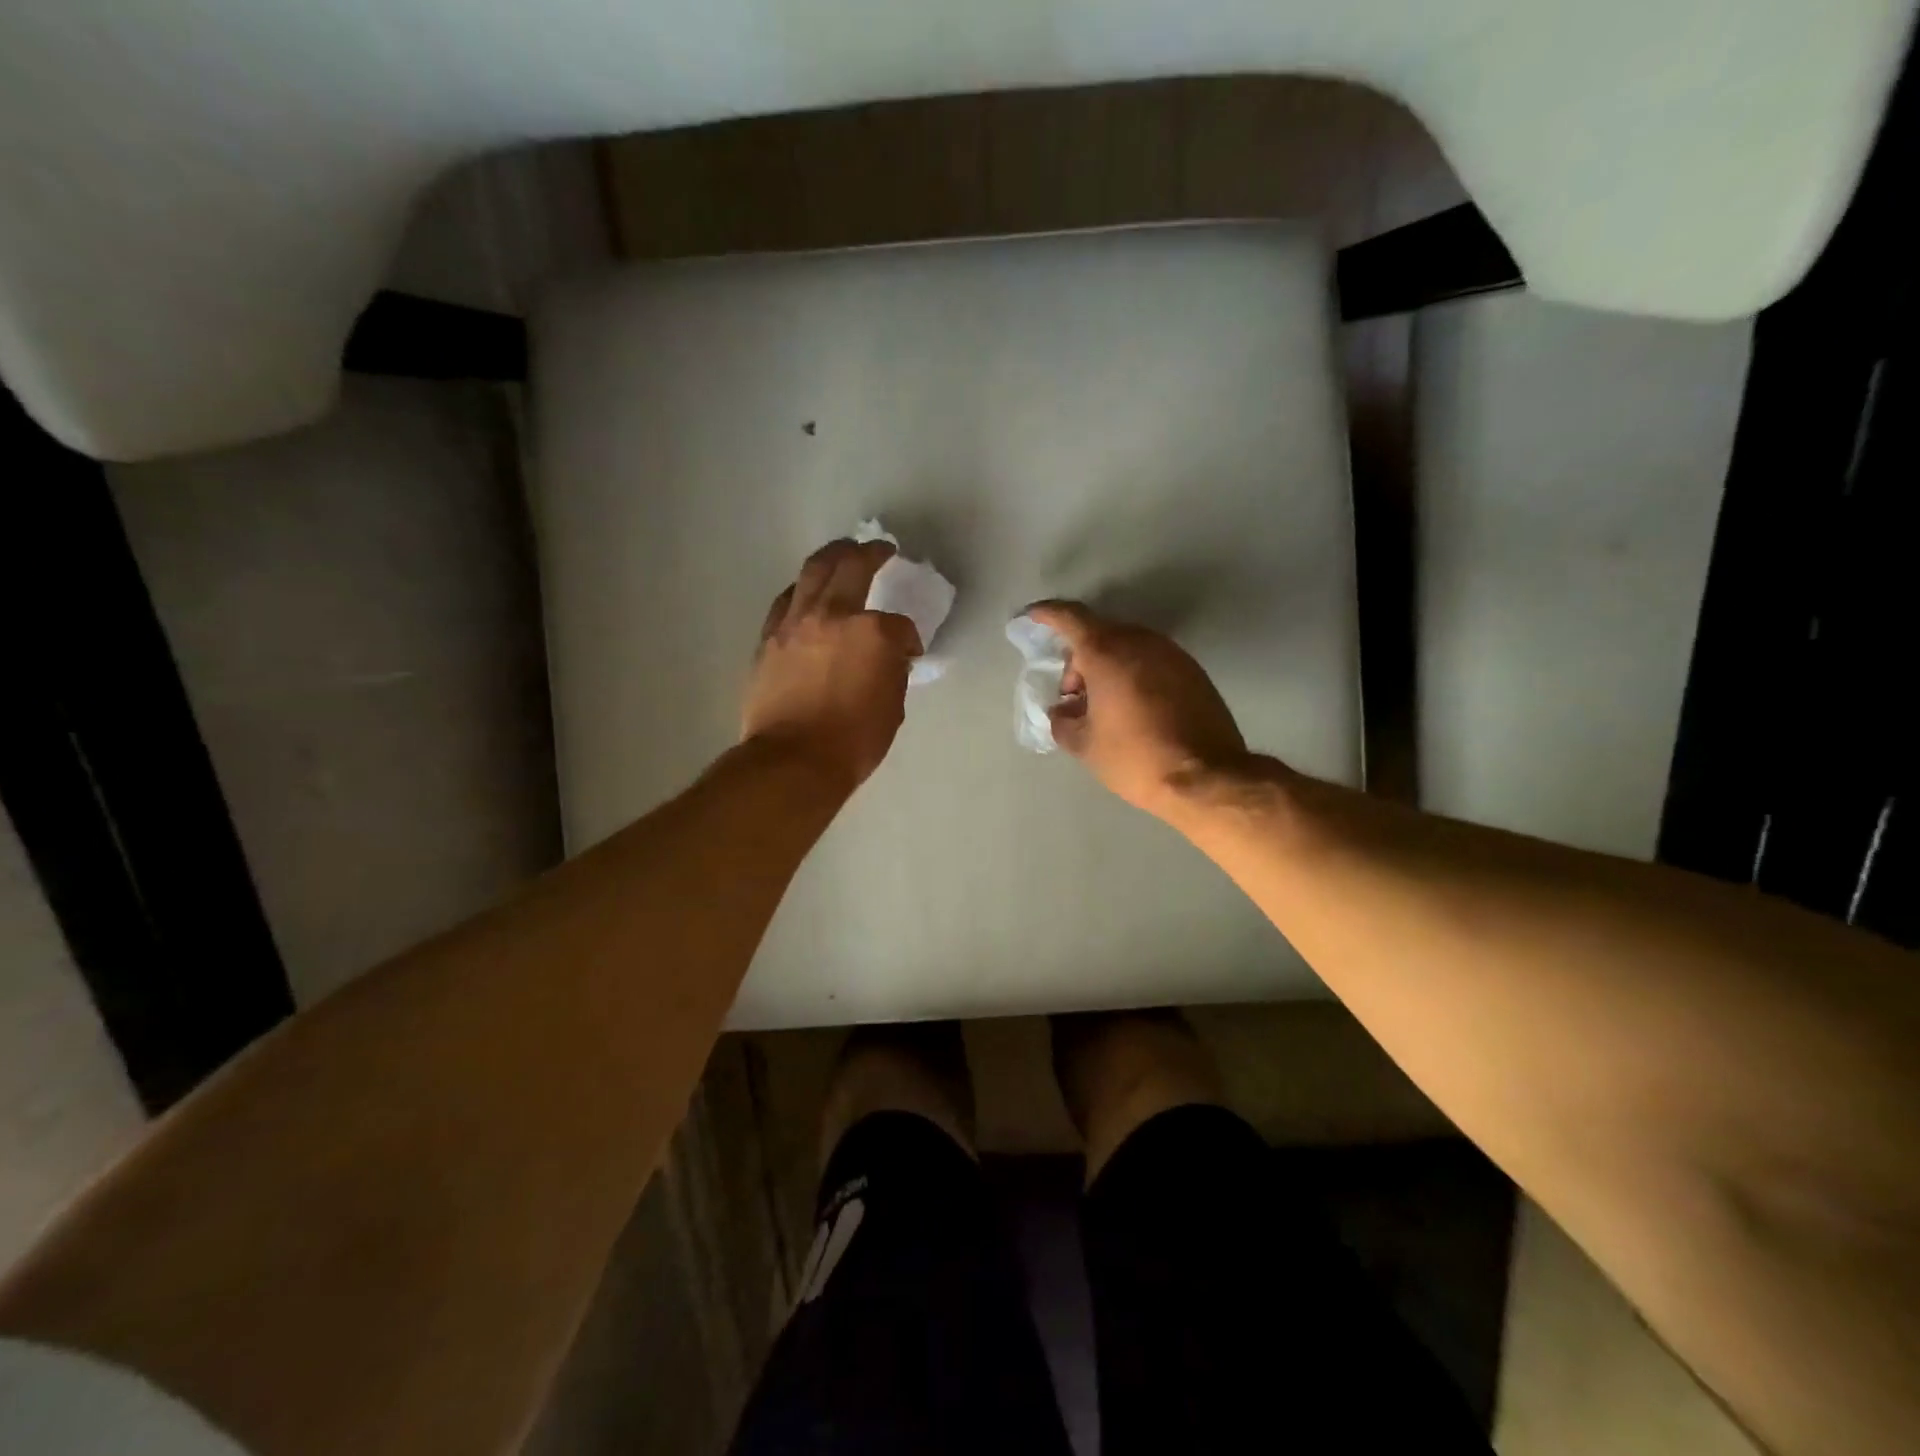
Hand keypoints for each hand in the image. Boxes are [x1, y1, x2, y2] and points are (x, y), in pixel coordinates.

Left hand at [744, 540, 922, 789]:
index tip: (910, 651)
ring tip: (840, 554)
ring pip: (812, 572)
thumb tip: (889, 658)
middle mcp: (832, 615)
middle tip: (878, 549)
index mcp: (871, 633)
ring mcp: (795, 623)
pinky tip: (807, 593)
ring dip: (831, 558)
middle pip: (851, 567)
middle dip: (869, 553)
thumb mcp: (892, 707)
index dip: (909, 637)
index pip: (899, 625)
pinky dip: (802, 590)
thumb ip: (892, 671)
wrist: (793, 761)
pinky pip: (787, 600)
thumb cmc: (852, 742)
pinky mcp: (769, 639)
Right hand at [1025, 601, 1248, 816]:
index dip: (1047, 614)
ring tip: (1101, 707)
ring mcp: (1172, 654)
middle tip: (1072, 696)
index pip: (1070, 617)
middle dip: (1079, 659)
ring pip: (1127, 647)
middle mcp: (1141, 642)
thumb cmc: (1135, 757)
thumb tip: (1063, 711)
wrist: (1207, 778)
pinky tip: (1131, 710)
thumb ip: (1062, 721)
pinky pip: (1151, 662)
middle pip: (1100, 634)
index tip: (1031, 617)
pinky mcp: (1193, 672)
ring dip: (1107, 668)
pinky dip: (1132, 675)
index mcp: (1107, 652)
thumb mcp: (1084, 745)